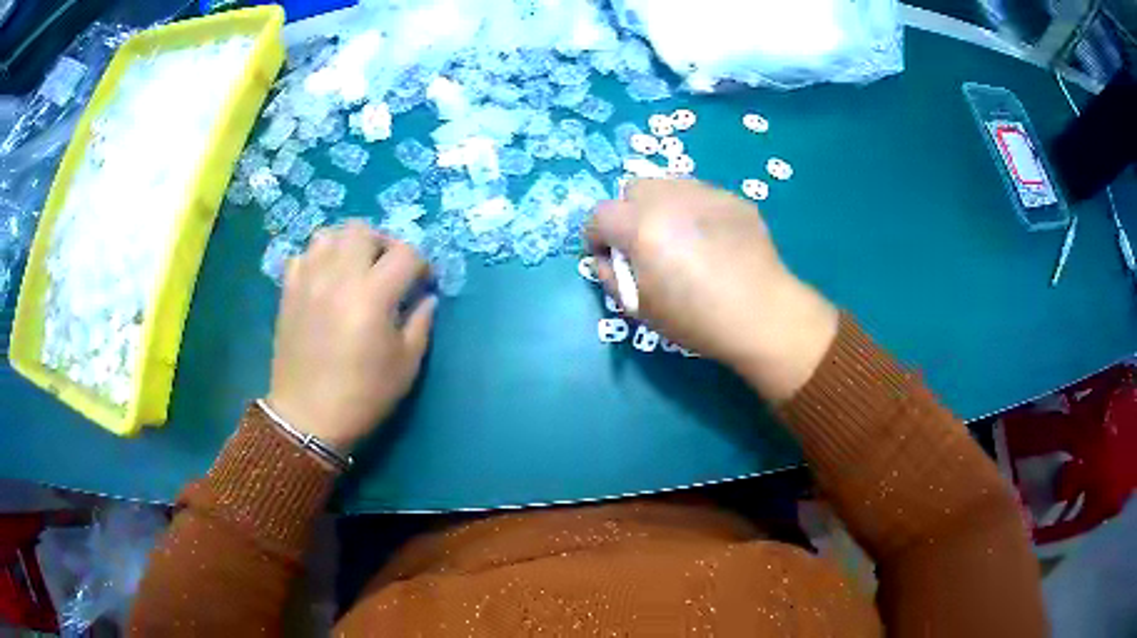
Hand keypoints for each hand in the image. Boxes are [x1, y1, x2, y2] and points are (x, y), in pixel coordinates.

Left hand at [266, 221, 436, 453]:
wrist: (309, 417)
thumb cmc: (363, 395)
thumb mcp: (406, 365)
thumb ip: (421, 322)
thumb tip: (426, 297)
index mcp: (373, 295)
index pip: (405, 253)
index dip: (421, 264)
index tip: (423, 283)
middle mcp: (339, 276)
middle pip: (364, 230)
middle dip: (383, 244)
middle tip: (388, 270)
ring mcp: (309, 280)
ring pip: (329, 234)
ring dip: (348, 245)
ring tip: (355, 269)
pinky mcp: (289, 291)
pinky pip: (304, 254)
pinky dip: (319, 259)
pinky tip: (326, 281)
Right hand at [588, 179, 837, 401]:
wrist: (762, 314)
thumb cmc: (695, 319)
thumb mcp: (639, 308)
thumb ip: (611, 276)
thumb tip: (608, 257)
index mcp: (639, 226)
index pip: (599, 215)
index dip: (597, 238)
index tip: (610, 259)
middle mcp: (668, 198)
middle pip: (632, 189)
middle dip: (629, 213)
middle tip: (646, 245)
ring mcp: (704, 192)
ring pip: (667, 185)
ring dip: (662, 207)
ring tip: (681, 239)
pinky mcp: (732, 198)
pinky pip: (700, 195)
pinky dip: (695, 211)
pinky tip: (714, 241)